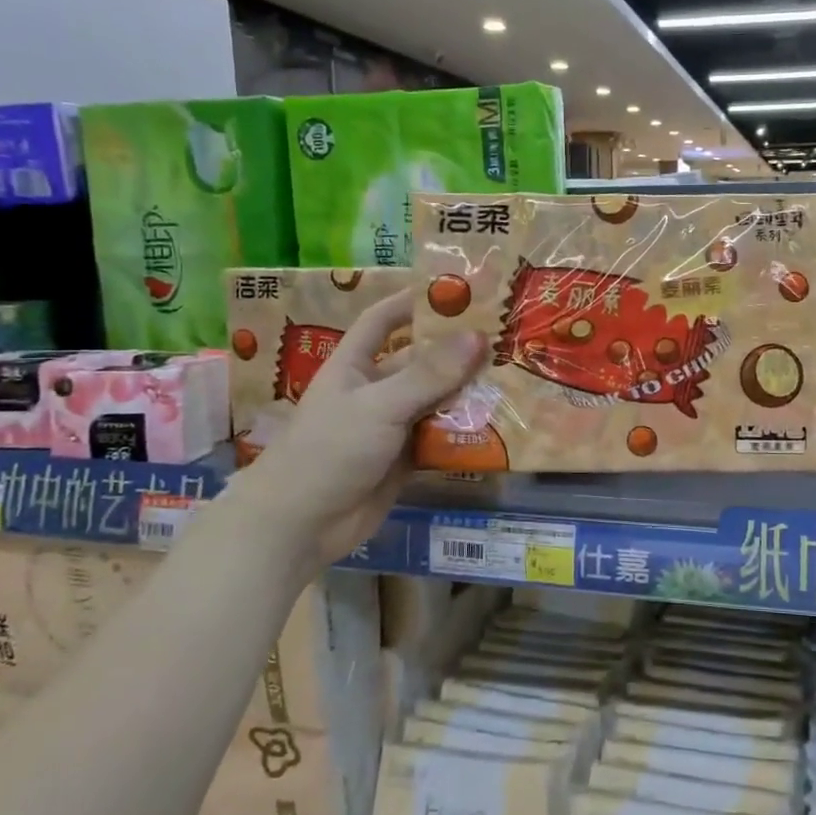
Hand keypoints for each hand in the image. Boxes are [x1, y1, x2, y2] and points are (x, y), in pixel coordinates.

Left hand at [235, 289, 485, 567]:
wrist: (301, 525)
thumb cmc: (329, 450)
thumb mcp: (379, 405)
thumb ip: (428, 374)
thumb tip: (478, 336)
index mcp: (355, 364)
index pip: (383, 319)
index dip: (413, 301)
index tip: (457, 289)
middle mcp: (375, 389)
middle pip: (420, 361)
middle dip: (458, 351)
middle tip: (506, 338)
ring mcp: (391, 426)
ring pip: (435, 400)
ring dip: (467, 393)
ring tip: (514, 377)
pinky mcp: (405, 459)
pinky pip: (440, 437)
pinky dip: (465, 431)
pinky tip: (500, 424)